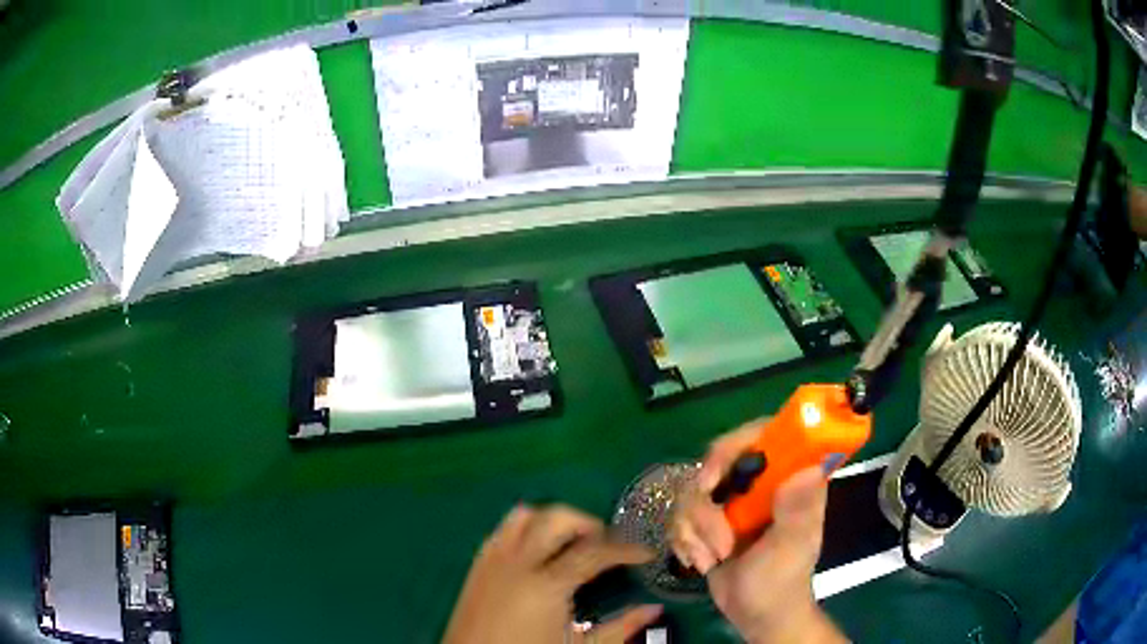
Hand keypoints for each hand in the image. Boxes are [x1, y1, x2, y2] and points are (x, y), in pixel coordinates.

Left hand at [443, 504, 662, 643]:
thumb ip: (620, 629)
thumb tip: (655, 610)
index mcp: (547, 585)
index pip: (595, 552)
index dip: (626, 549)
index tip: (646, 553)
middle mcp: (518, 563)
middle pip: (556, 518)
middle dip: (588, 523)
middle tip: (608, 544)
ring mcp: (492, 561)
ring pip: (523, 516)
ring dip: (553, 520)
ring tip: (573, 542)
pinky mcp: (476, 566)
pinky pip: (500, 531)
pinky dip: (524, 528)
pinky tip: (537, 550)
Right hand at [670, 420, 846, 643]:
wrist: (756, 617)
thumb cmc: (781, 582)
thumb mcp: (792, 548)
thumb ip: (799, 511)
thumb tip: (808, 469)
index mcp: (788, 479)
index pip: (763, 435)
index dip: (734, 444)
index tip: (712, 478)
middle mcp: (759, 484)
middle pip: (716, 462)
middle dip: (704, 506)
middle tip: (712, 538)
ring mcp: (732, 502)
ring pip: (692, 493)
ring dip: (694, 532)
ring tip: (710, 559)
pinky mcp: (710, 521)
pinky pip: (681, 516)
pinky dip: (684, 541)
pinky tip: (699, 562)